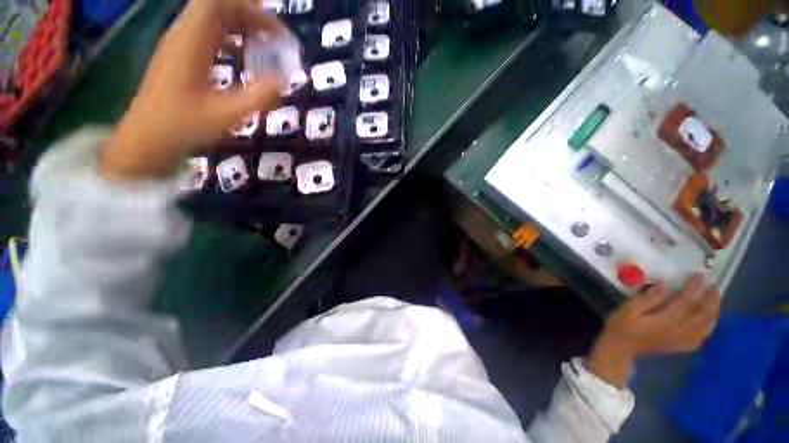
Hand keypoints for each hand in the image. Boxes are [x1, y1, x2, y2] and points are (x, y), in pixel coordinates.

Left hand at [100, 0, 286, 179]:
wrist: (146, 139)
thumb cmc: (183, 127)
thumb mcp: (227, 116)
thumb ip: (259, 97)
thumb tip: (286, 81)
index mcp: (191, 43)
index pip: (218, 4)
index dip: (251, 11)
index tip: (277, 33)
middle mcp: (183, 35)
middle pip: (216, 6)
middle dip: (250, 15)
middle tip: (276, 38)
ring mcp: (179, 44)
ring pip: (212, 18)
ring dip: (241, 25)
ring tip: (265, 44)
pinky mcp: (180, 55)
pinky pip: (208, 33)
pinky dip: (230, 36)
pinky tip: (244, 54)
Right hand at [586, 274, 720, 386]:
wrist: (620, 348)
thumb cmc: (621, 326)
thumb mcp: (628, 309)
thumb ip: (647, 298)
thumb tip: (664, 284)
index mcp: (665, 321)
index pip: (686, 302)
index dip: (694, 287)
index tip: (700, 275)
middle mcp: (678, 331)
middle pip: (701, 315)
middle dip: (710, 299)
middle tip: (714, 285)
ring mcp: (681, 340)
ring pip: (705, 327)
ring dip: (713, 313)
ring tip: (716, 300)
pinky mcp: (680, 346)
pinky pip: (700, 338)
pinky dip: (708, 328)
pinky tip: (708, 322)